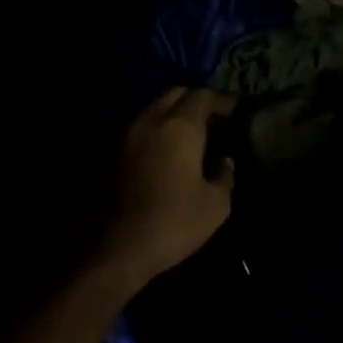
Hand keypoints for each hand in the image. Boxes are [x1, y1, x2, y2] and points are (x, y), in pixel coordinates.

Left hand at [90, 87, 235, 297]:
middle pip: (174, 93)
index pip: (202, 95)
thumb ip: (224, 176)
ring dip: (172, 114)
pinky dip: (155, 131)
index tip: (233, 111)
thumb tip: (224, 161)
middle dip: (194, 100)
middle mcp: (150, 121)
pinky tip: (164, 152)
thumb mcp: (215, 206)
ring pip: (153, 109)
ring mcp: (126, 134)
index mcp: (180, 127)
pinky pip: (139, 129)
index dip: (221, 100)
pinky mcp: (110, 152)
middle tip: (211, 119)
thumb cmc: (172, 224)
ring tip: (188, 135)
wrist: (114, 249)